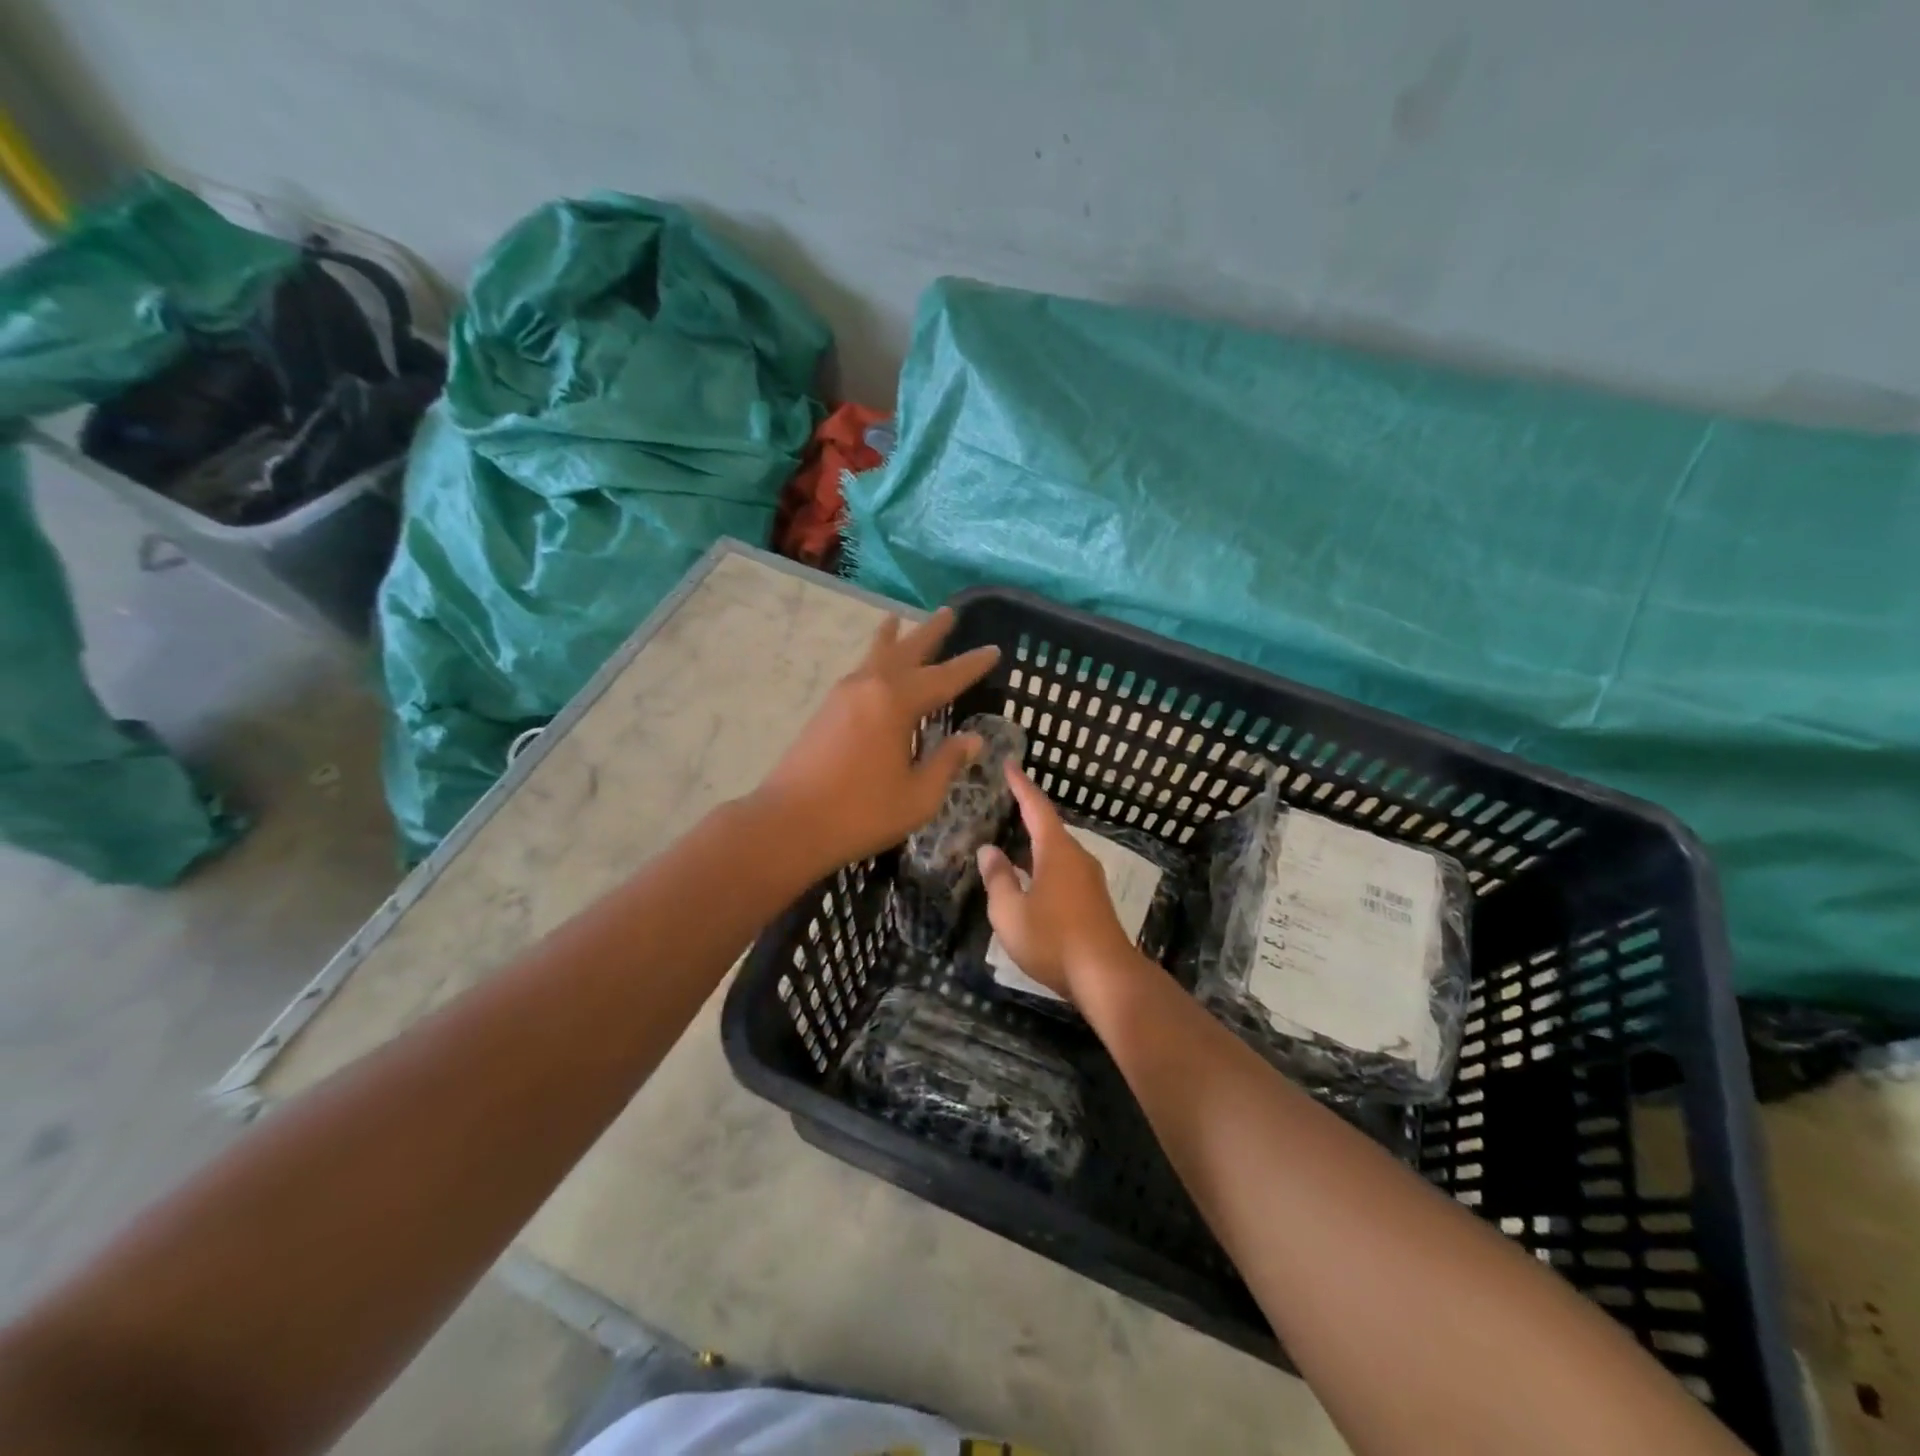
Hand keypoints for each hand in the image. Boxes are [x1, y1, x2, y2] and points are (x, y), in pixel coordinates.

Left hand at [753, 607, 999, 878]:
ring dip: (893, 638)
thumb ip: (946, 762)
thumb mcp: (918, 795)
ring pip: (875, 655)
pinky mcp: (826, 710)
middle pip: (906, 651)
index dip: (972, 665)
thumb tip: (972, 739)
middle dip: (930, 633)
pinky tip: (874, 666)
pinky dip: (873, 658)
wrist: (789, 823)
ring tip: (897, 618)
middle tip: (948, 612)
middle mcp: (869, 687)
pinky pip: (859, 671)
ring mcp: (843, 695)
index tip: (994, 650)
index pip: (944, 678)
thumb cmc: (861, 812)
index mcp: (895, 703)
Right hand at [976, 763, 1138, 1003]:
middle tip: (1005, 803)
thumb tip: (989, 851)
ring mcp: (1089, 879)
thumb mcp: (1010, 912)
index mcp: (1057, 851)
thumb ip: (997, 878)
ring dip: (1034, 845)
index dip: (1021, 785)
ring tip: (1011, 844)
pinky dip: (1043, 866)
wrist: (1106, 977)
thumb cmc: (1053, 939)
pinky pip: (1063, 871)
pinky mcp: (1094, 901)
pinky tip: (1031, 881)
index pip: (1036, 807)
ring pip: (1057, 852)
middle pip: (1049, 828)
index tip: (1010, 764)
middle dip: (1027, 814)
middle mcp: (1077, 857)